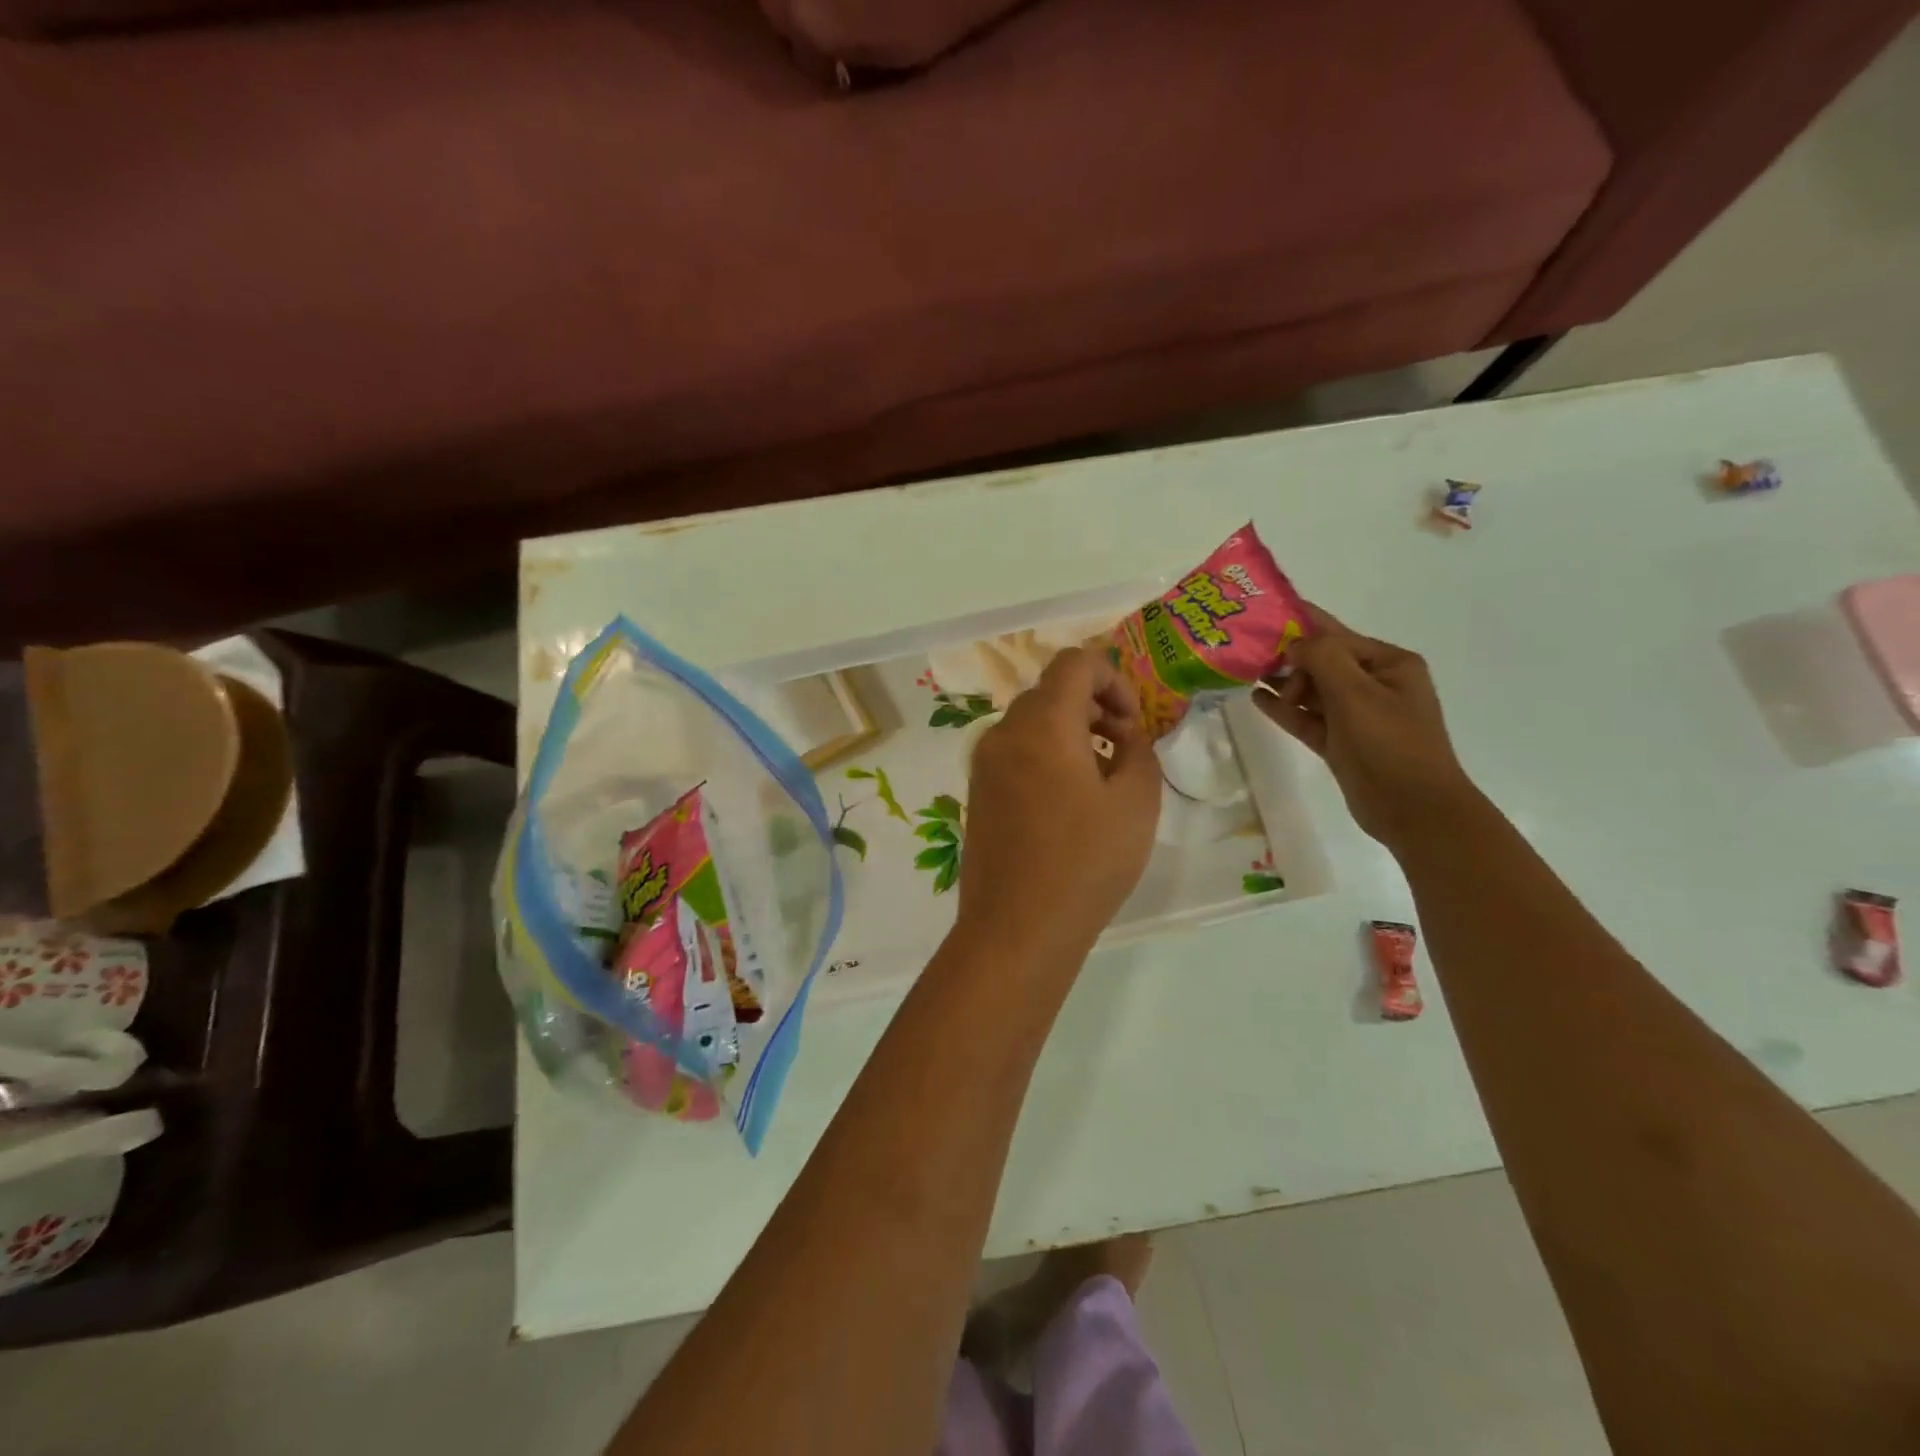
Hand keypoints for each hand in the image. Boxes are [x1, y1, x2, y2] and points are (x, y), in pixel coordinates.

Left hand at [958, 646, 1161, 959]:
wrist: (1016, 928)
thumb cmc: (1085, 864)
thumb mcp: (1136, 803)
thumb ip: (1138, 750)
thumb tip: (1123, 734)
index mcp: (1042, 725)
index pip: (1075, 662)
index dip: (1113, 679)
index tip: (1131, 723)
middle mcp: (1004, 733)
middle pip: (1051, 691)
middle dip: (1094, 706)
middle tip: (1123, 750)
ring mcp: (984, 763)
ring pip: (1032, 722)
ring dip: (1071, 732)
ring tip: (1101, 779)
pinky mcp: (978, 791)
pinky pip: (1016, 751)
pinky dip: (1046, 754)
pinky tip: (1068, 802)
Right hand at [1256, 606, 1479, 851]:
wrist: (1413, 810)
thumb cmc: (1389, 745)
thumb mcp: (1356, 694)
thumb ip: (1323, 659)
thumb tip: (1294, 643)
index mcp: (1389, 664)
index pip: (1336, 635)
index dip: (1299, 626)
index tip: (1261, 618)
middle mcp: (1375, 684)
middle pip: (1322, 661)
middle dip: (1288, 658)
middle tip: (1248, 656)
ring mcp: (1358, 715)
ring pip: (1312, 690)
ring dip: (1283, 683)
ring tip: (1244, 673)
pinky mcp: (1341, 742)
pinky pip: (1308, 717)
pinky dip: (1285, 709)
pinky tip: (1257, 698)